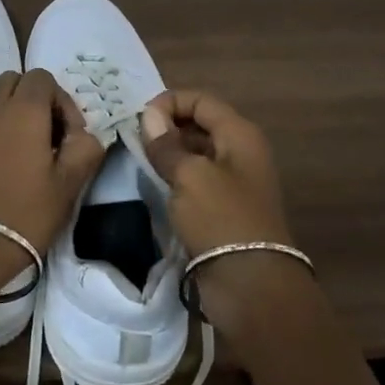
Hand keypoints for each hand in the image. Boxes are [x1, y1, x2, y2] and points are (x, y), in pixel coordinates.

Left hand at [0, 70, 104, 295]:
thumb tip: (84, 133)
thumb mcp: (70, 185)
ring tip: (10, 142)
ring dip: (0, 108)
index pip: (43, 78)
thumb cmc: (25, 215)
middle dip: (30, 98)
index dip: (60, 100)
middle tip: (41, 134)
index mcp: (25, 110)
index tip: (68, 135)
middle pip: (12, 80)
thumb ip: (85, 148)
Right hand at [141, 89, 314, 333]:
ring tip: (139, 158)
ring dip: (169, 152)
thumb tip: (150, 115)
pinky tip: (155, 183)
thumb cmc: (221, 219)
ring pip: (196, 152)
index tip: (139, 119)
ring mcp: (233, 181)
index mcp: (240, 134)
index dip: (170, 102)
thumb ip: (167, 144)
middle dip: (167, 125)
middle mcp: (240, 151)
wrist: (250, 284)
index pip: (202, 100)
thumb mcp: (189, 176)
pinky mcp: (224, 207)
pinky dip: (176, 176)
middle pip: (200, 123)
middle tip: (134, 138)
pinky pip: (197, 179)